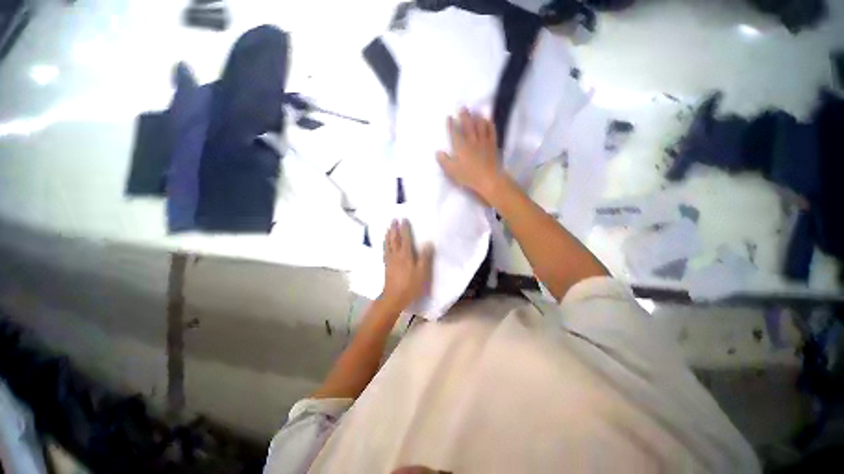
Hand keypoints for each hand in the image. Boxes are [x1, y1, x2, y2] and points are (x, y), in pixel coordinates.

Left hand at [381, 219, 433, 311]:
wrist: (394, 298)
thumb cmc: (410, 285)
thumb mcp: (422, 272)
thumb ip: (425, 257)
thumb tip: (428, 243)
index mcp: (406, 255)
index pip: (405, 238)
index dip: (405, 228)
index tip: (404, 219)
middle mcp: (396, 255)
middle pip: (395, 239)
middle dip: (394, 229)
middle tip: (394, 220)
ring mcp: (390, 260)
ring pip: (388, 244)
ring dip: (388, 235)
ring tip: (388, 228)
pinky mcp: (387, 266)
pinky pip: (385, 251)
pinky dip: (385, 245)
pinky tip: (385, 244)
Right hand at [436, 108, 501, 203]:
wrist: (489, 179)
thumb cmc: (468, 176)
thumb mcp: (452, 171)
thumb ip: (444, 161)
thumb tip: (438, 152)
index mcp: (460, 147)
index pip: (454, 132)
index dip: (451, 124)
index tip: (449, 116)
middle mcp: (472, 140)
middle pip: (467, 125)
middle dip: (464, 116)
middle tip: (462, 108)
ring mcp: (483, 141)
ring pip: (480, 125)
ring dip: (477, 118)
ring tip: (475, 113)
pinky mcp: (493, 145)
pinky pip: (491, 131)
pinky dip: (489, 124)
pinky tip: (488, 121)